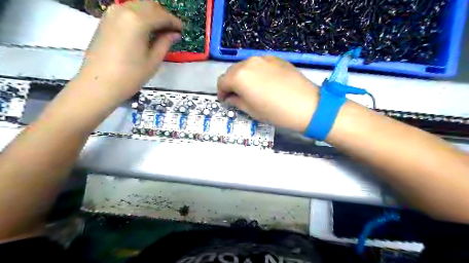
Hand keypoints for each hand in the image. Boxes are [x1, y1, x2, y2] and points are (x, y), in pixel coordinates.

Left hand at [76, 1, 181, 105]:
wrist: (99, 84)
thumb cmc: (130, 75)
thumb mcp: (153, 60)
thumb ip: (165, 42)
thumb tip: (175, 33)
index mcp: (137, 21)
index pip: (162, 15)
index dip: (174, 22)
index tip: (182, 30)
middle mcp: (124, 10)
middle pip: (150, 5)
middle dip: (163, 15)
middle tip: (172, 31)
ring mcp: (112, 13)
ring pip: (138, 5)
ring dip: (152, 15)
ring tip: (160, 32)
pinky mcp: (106, 19)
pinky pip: (127, 10)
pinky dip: (140, 16)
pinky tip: (145, 31)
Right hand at [218, 57, 320, 131]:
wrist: (307, 105)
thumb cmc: (276, 112)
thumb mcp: (251, 111)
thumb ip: (236, 101)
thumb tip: (230, 98)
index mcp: (239, 76)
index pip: (221, 81)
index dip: (221, 92)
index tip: (226, 100)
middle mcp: (249, 62)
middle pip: (232, 71)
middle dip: (231, 84)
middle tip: (237, 96)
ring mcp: (263, 58)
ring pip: (245, 66)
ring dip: (243, 77)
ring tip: (251, 89)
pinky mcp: (276, 59)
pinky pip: (259, 65)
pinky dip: (256, 73)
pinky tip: (265, 83)